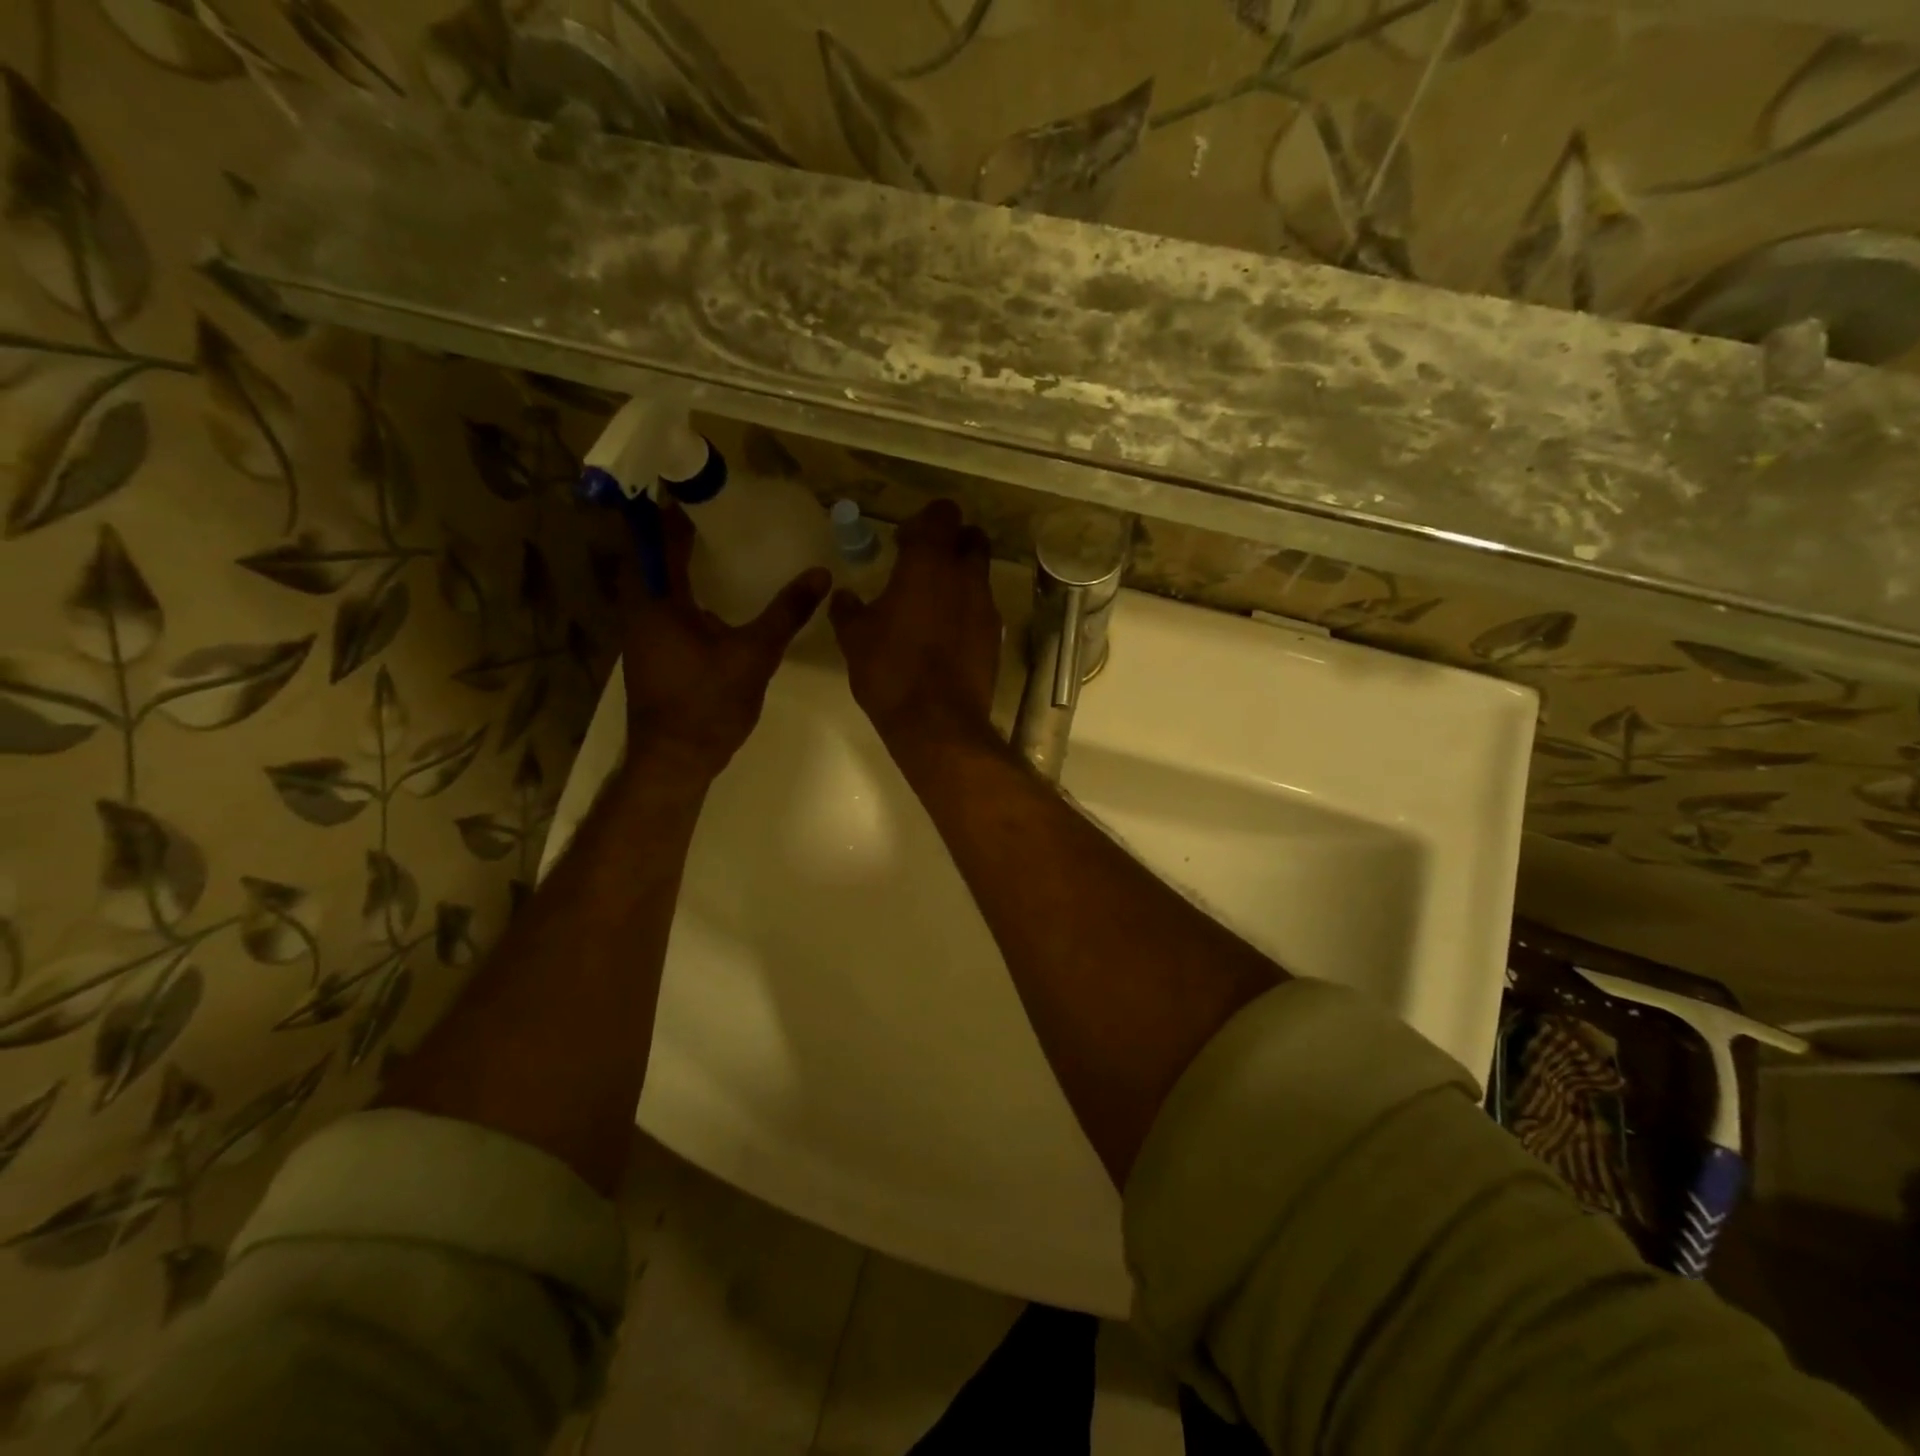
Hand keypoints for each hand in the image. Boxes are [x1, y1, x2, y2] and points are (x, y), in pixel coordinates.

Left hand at [620, 503, 829, 780]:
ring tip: (714, 547)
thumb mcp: (754, 654)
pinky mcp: (650, 654)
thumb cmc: (708, 703)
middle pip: (649, 557)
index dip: (673, 512)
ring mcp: (640, 635)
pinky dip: (679, 591)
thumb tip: (820, 574)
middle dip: (672, 533)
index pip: (659, 540)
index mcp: (657, 602)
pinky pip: (660, 606)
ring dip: (674, 563)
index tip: (697, 490)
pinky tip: (710, 598)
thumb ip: (786, 613)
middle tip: (712, 515)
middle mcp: (639, 611)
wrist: (675, 759)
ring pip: (652, 584)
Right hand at [829, 500, 1000, 750]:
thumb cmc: (890, 670)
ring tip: (931, 604)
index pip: (941, 514)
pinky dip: (967, 611)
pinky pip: (983, 609)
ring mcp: (986, 607)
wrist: (938, 722)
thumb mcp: (854, 638)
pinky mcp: (995, 637)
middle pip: (971, 538)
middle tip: (923, 566)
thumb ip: (848, 609)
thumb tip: (844, 597)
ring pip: (980, 575)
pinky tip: (944, 636)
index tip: (902, 542)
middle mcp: (966, 576)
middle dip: (951, 543)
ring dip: (960, 578)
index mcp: (929, 563)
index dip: (924, 521)